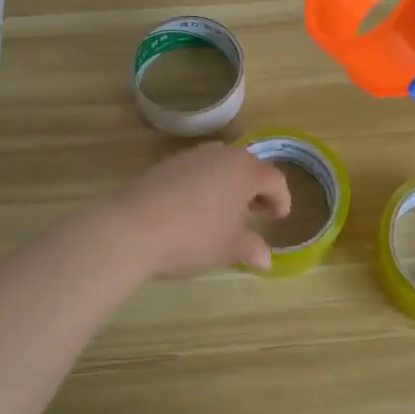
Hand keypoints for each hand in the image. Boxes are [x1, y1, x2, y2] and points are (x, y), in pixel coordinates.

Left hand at [107, 143, 291, 275]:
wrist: (133, 226)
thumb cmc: (194, 236)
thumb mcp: (229, 248)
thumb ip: (252, 249)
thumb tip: (266, 258)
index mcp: (245, 170)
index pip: (274, 179)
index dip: (281, 199)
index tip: (279, 218)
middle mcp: (221, 154)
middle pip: (247, 166)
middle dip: (255, 189)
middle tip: (256, 212)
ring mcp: (191, 156)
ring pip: (220, 166)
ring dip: (228, 185)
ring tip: (224, 212)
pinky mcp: (166, 163)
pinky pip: (196, 170)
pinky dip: (204, 185)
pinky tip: (194, 209)